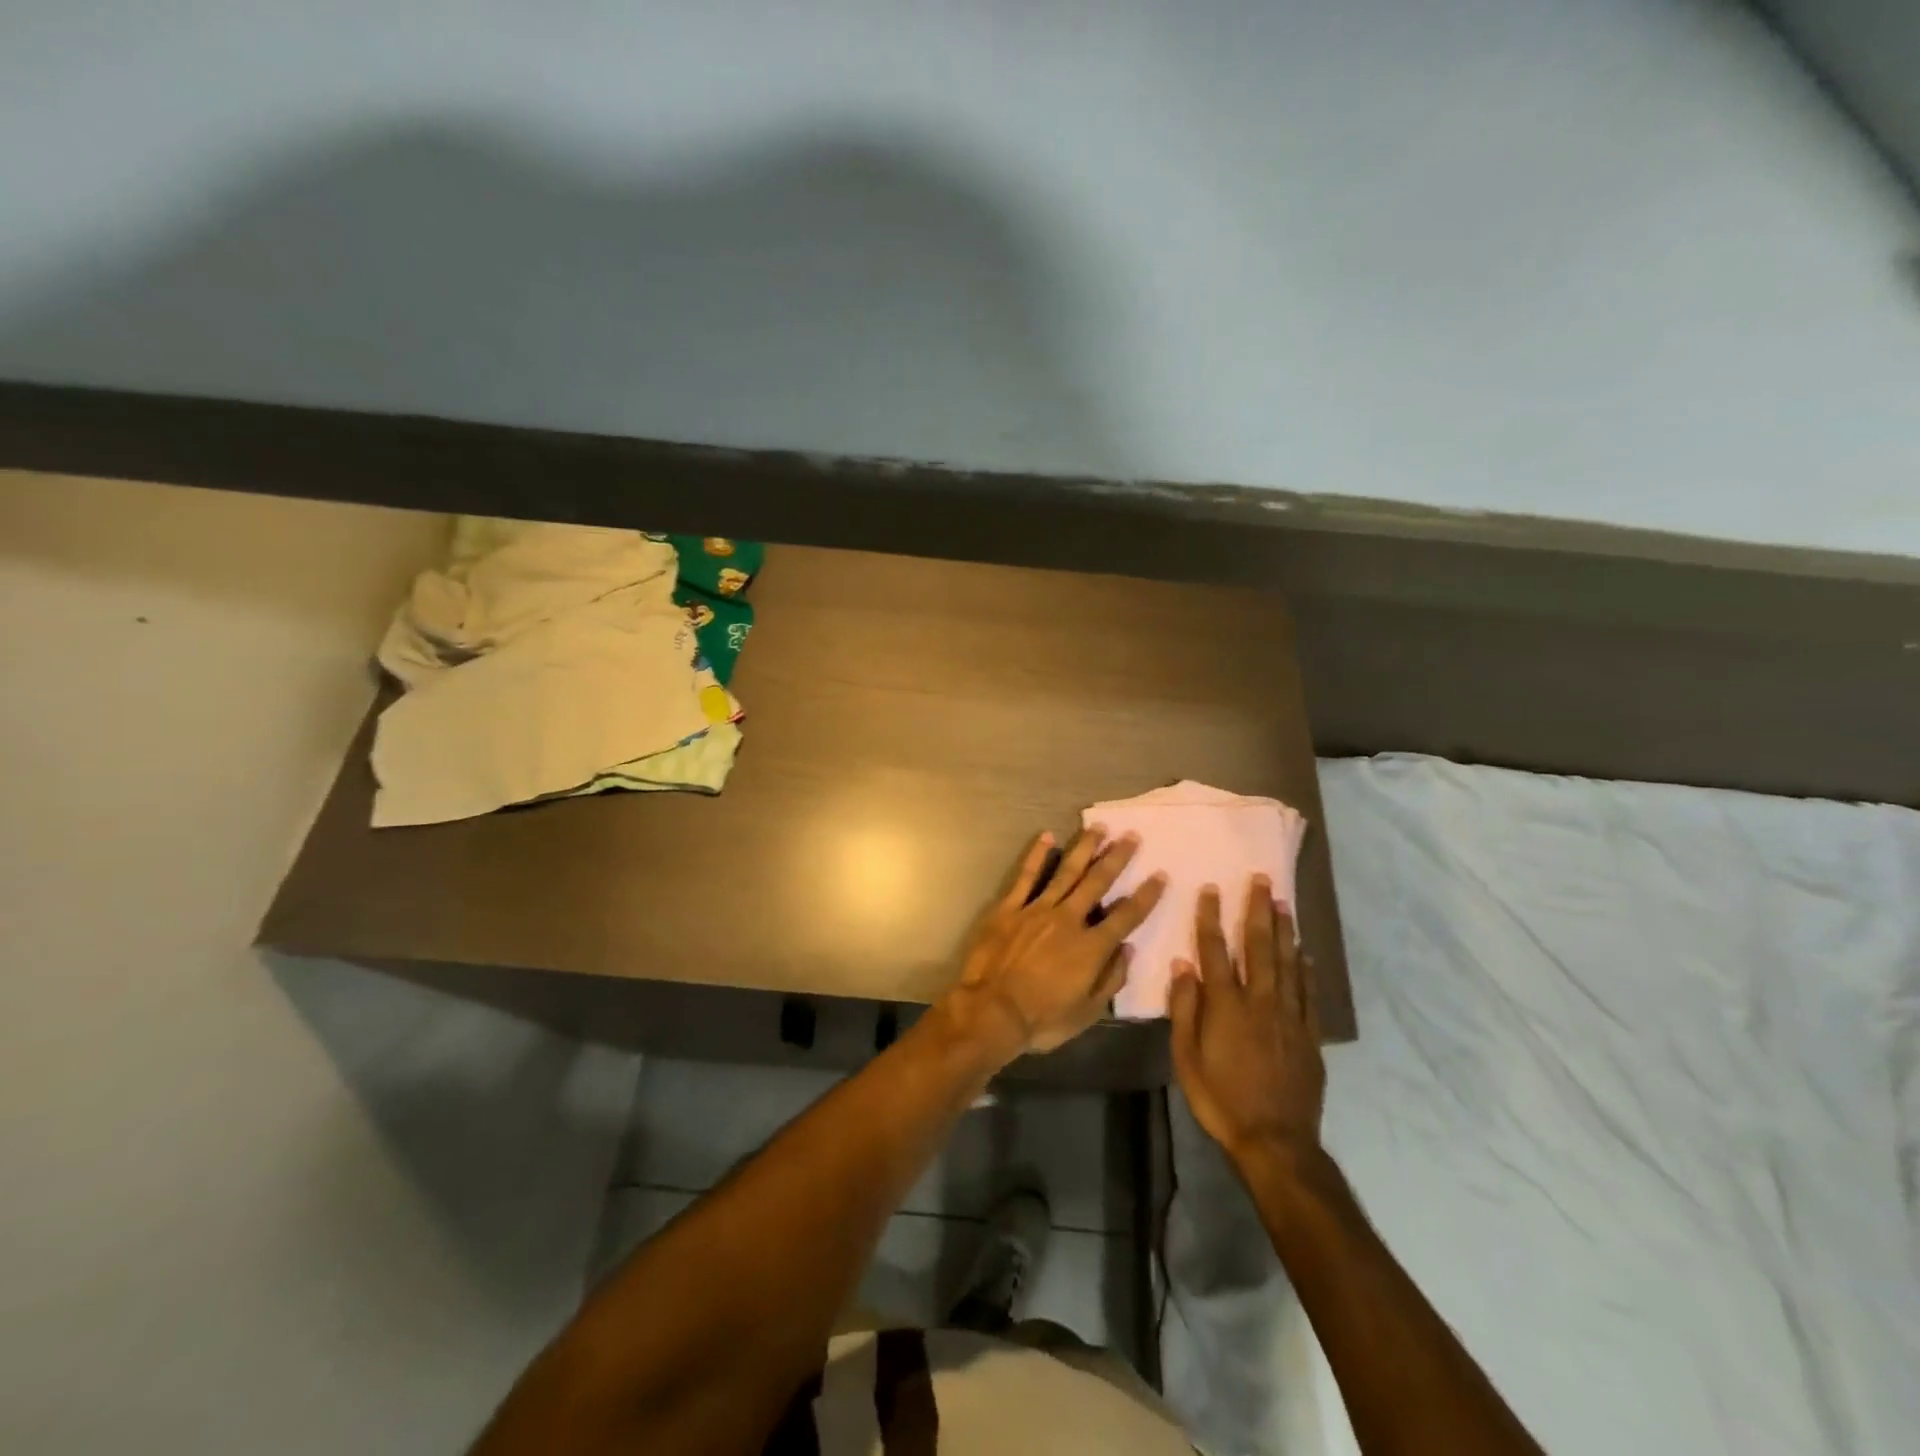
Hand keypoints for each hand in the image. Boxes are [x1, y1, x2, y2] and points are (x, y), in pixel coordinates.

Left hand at [943, 829, 1166, 1060]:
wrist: (991, 1011)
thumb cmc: (1042, 1019)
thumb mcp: (1087, 1012)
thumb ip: (1110, 979)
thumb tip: (1129, 950)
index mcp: (1091, 947)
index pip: (1126, 916)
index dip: (1145, 896)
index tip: (1160, 875)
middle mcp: (1068, 920)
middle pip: (1097, 883)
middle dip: (1117, 858)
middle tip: (1132, 836)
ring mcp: (1037, 909)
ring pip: (1066, 872)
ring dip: (1084, 849)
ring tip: (1098, 828)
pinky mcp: (1009, 908)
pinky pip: (1025, 876)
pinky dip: (1036, 855)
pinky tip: (1047, 836)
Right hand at [1169, 878, 1324, 1165]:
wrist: (1275, 1141)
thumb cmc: (1220, 1099)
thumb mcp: (1185, 1058)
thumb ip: (1185, 1009)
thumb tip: (1183, 966)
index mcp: (1226, 1005)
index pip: (1216, 951)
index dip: (1212, 919)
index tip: (1211, 890)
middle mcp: (1260, 1002)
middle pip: (1258, 947)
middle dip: (1258, 911)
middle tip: (1261, 881)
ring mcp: (1289, 1017)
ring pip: (1287, 964)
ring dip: (1284, 931)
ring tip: (1284, 904)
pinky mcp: (1309, 1036)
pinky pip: (1308, 995)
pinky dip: (1306, 971)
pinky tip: (1305, 954)